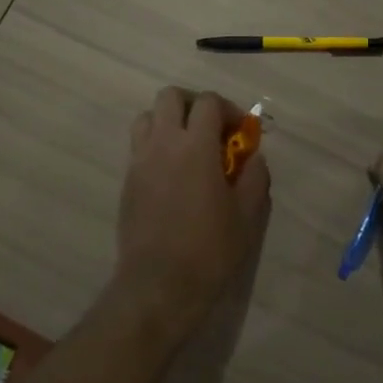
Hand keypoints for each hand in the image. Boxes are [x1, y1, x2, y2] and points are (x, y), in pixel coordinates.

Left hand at [114, 88, 271, 344]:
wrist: (159, 285)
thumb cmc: (209, 249)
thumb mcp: (248, 213)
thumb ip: (254, 175)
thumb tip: (253, 156)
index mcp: (196, 147)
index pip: (208, 103)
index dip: (228, 109)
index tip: (240, 132)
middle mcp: (163, 144)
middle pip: (170, 97)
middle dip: (194, 105)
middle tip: (212, 130)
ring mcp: (139, 161)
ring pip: (148, 117)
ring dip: (170, 121)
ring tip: (188, 147)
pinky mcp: (127, 180)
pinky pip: (139, 145)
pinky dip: (156, 144)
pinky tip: (173, 173)